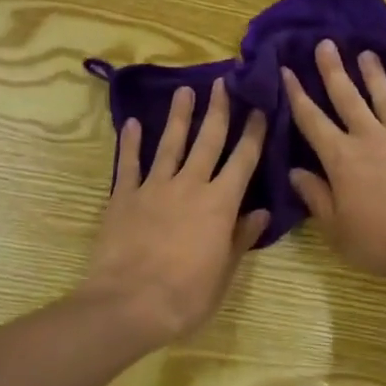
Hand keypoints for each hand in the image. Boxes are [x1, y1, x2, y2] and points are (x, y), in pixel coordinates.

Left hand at [82, 80, 269, 345]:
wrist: (130, 303)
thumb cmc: (186, 296)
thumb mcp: (224, 273)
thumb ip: (240, 238)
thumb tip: (261, 212)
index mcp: (219, 204)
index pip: (243, 161)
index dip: (253, 133)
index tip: (259, 108)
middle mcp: (189, 186)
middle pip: (208, 141)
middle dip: (218, 110)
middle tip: (223, 82)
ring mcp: (154, 187)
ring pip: (170, 144)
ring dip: (179, 116)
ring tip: (185, 90)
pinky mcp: (123, 196)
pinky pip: (128, 164)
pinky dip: (131, 143)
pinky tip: (134, 123)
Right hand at [283, 40, 385, 286]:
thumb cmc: (381, 241)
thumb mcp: (336, 228)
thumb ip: (315, 196)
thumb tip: (296, 172)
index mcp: (341, 158)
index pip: (312, 120)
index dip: (297, 94)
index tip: (286, 70)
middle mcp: (369, 138)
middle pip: (347, 97)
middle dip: (333, 69)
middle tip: (326, 43)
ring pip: (384, 98)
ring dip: (373, 75)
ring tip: (367, 54)